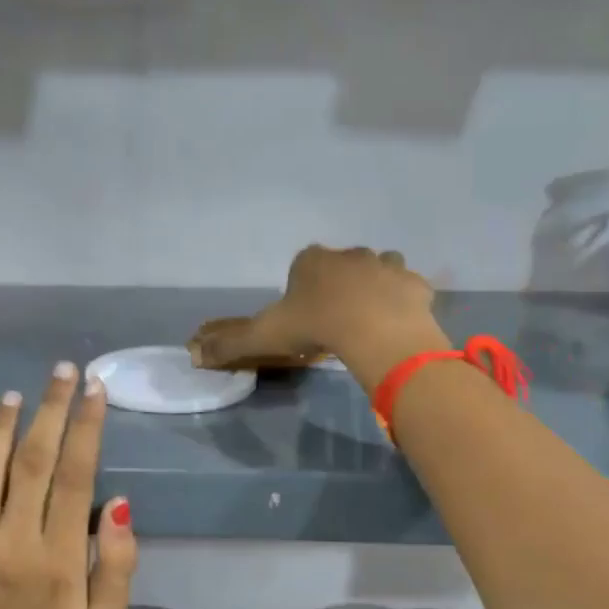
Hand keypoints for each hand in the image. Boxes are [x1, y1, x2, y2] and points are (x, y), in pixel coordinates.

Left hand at [0, 362, 137, 608]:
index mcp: (59, 558)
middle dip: (51, 409)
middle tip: (63, 372)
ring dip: (1, 426)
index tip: (95, 390)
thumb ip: (117, 563)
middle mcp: (13, 542)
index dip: (87, 426)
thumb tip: (117, 502)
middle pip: (33, 460)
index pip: (76, 474)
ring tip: (16, 394)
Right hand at [190, 246, 445, 381]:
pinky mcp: (415, 284)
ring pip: (379, 269)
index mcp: (312, 260)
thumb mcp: (266, 335)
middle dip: (340, 285)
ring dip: (375, 286)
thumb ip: (231, 344)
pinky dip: (404, 301)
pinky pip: (409, 289)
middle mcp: (350, 254)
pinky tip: (398, 323)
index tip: (304, 315)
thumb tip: (193, 354)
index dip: (302, 287)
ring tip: (370, 318)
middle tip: (336, 320)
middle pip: (342, 266)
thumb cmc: (315, 325)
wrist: (375, 330)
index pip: (303, 264)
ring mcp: (386, 265)